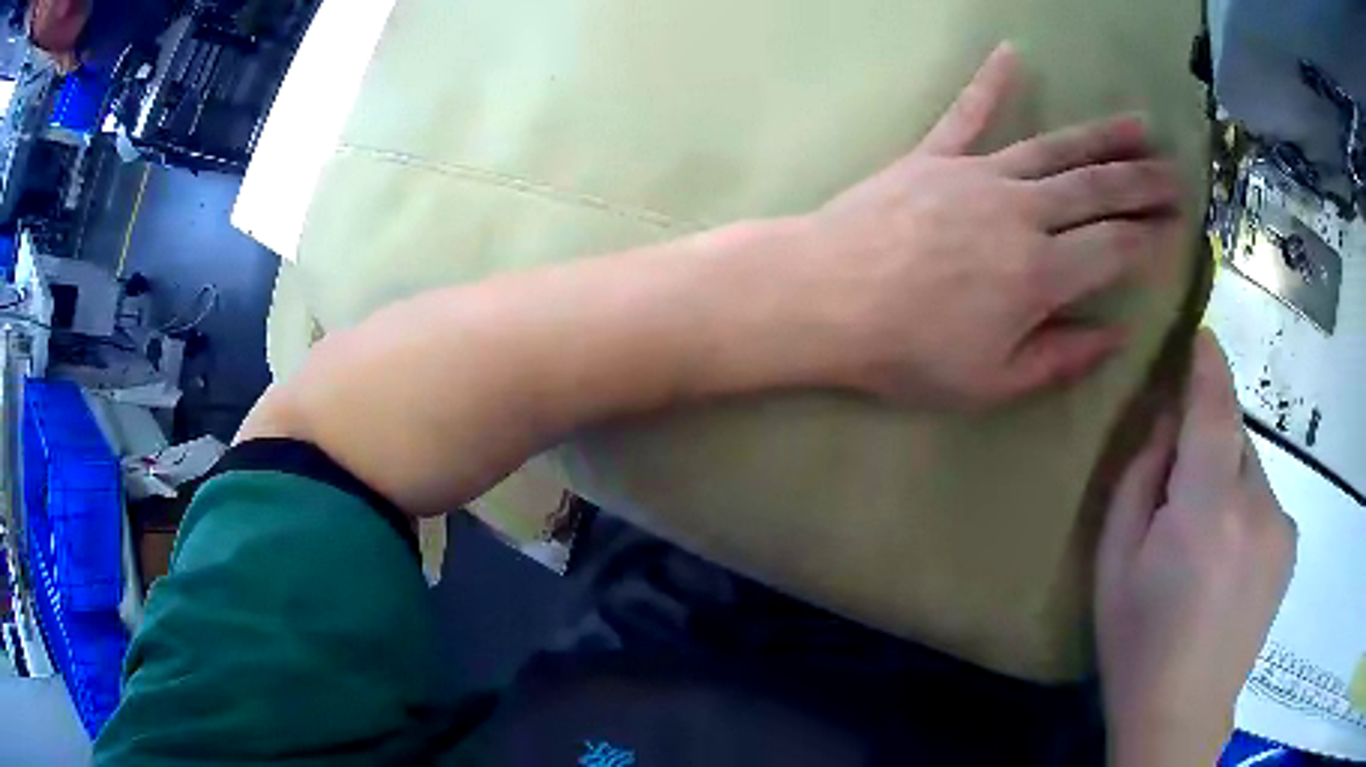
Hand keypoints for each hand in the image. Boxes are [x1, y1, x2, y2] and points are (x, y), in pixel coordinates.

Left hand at [805, 43, 1184, 407]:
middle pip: (1098, 189)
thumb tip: (1116, 333)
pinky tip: (1012, 53)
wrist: (822, 299)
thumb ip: (1060, 358)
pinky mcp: (934, 155)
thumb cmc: (906, 352)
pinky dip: (991, 82)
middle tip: (1176, 173)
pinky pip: (969, 111)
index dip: (1151, 238)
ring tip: (1139, 124)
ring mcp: (977, 174)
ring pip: (1055, 147)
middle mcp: (1022, 212)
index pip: (1116, 248)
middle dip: (1143, 182)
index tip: (1176, 229)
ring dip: (1102, 135)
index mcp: (1041, 274)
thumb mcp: (991, 382)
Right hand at [1095, 331, 1296, 765]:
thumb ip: (1139, 481)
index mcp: (1206, 510)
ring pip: (1249, 469)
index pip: (1214, 408)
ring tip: (1203, 538)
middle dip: (1208, 441)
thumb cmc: (1138, 643)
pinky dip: (1244, 507)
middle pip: (1233, 437)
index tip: (1200, 334)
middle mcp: (1256, 505)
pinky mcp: (1289, 544)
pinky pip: (1264, 499)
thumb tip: (1166, 426)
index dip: (1207, 365)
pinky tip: (1227, 558)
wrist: (1183, 713)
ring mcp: (1280, 525)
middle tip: (1178, 489)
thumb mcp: (1114, 563)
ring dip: (1226, 479)